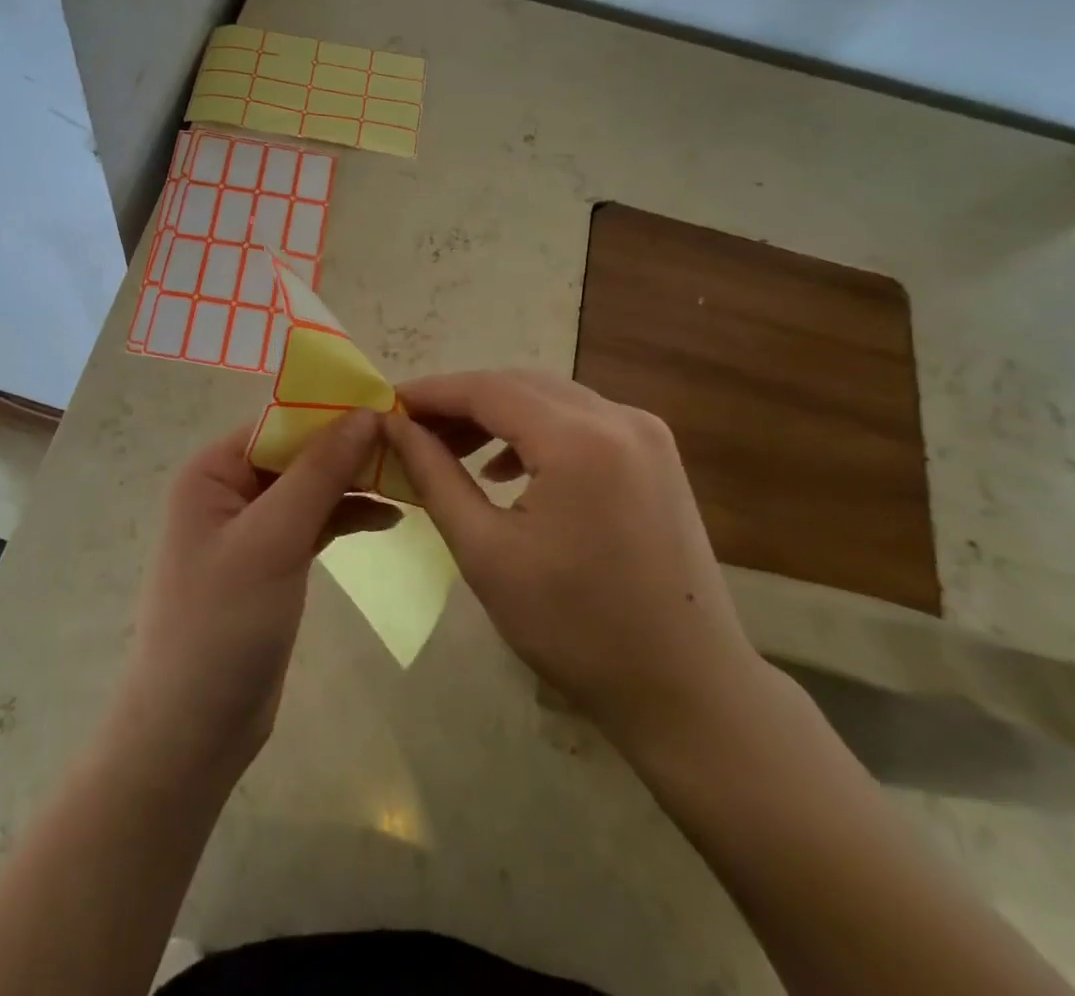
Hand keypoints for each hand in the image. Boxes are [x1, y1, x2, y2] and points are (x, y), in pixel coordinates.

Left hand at [109, 410, 394, 786]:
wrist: (192, 731)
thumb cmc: (222, 624)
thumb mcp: (273, 539)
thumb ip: (319, 472)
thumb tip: (365, 412)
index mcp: (214, 470)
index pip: (282, 423)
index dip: (336, 414)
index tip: (396, 410)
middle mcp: (229, 489)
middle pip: (300, 453)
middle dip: (351, 449)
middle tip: (414, 447)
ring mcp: (251, 527)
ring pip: (311, 487)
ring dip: (355, 483)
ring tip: (412, 480)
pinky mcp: (272, 561)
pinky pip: (314, 522)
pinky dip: (348, 517)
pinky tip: (390, 517)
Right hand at [382, 370, 762, 750]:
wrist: (686, 689)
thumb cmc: (574, 628)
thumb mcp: (486, 553)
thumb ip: (435, 477)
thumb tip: (394, 428)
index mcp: (579, 439)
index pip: (487, 389)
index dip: (432, 392)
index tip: (387, 405)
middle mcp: (619, 418)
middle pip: (520, 385)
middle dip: (461, 401)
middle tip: (412, 429)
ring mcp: (646, 434)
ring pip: (551, 399)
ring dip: (497, 415)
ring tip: (450, 448)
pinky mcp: (656, 455)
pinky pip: (581, 421)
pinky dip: (536, 432)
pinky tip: (505, 469)